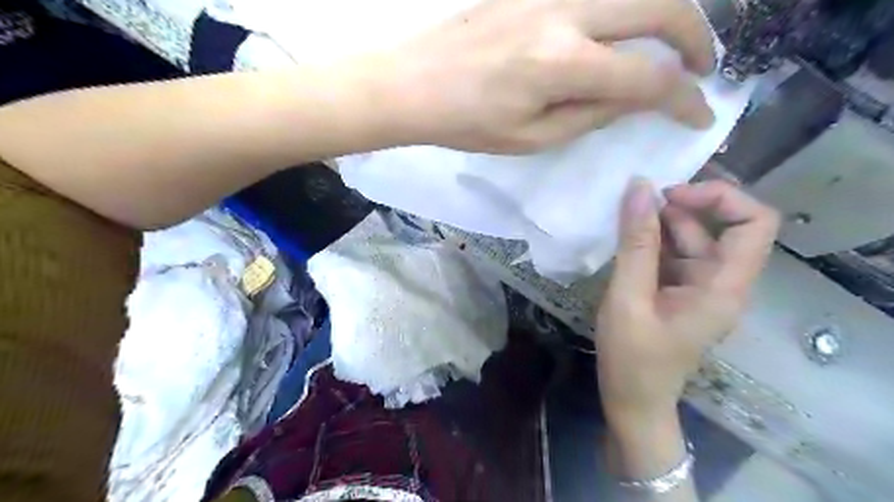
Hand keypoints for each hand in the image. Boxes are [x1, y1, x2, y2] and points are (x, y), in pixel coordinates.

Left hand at [393, 0, 716, 151]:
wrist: (415, 83)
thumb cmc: (468, 123)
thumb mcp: (532, 137)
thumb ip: (590, 116)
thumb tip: (633, 99)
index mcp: (564, 64)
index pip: (648, 77)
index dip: (684, 99)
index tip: (700, 115)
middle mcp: (566, 13)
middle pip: (660, 7)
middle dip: (695, 39)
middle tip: (700, 69)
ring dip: (664, 14)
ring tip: (669, 46)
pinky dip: (624, 8)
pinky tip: (621, 30)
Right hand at [596, 179, 779, 427]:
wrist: (632, 400)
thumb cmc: (632, 357)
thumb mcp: (627, 297)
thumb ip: (635, 243)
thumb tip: (639, 188)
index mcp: (723, 287)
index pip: (754, 222)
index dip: (719, 198)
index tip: (670, 196)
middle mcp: (721, 282)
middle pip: (719, 226)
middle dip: (679, 207)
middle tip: (634, 203)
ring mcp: (700, 287)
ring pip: (692, 238)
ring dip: (660, 223)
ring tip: (623, 220)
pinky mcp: (680, 291)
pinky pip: (673, 254)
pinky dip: (651, 242)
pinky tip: (624, 241)